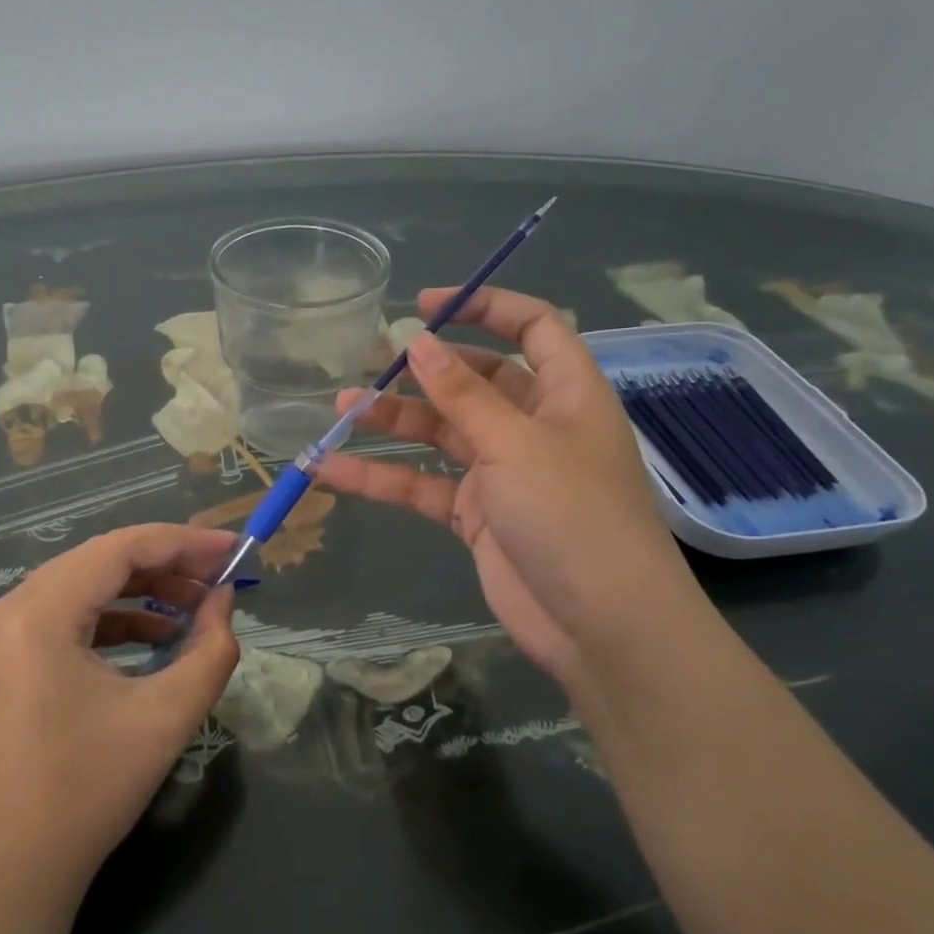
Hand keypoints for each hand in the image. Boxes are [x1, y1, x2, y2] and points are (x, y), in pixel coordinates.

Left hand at [0, 525, 240, 903]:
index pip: (120, 549)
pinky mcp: (7, 652)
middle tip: (221, 575)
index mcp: (38, 614)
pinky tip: (159, 633)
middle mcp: (10, 607)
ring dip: (145, 588)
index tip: (235, 548)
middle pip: (102, 558)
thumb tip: (225, 597)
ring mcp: (2, 629)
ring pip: (87, 581)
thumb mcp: (167, 716)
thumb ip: (210, 647)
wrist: (15, 868)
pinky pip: (69, 611)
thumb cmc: (90, 790)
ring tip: (198, 605)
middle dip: (168, 562)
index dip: (184, 542)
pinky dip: (117, 615)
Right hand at [314, 286, 704, 681]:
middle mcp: (533, 425)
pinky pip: (423, 484)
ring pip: (440, 432)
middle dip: (423, 371)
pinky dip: (382, 476)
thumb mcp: (515, 444)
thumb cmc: (573, 516)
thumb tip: (416, 341)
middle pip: (474, 380)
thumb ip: (462, 393)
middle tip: (369, 362)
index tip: (426, 304)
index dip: (484, 307)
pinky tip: (331, 468)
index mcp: (565, 393)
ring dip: (393, 421)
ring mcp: (502, 472)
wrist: (602, 628)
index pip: (532, 327)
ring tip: (341, 409)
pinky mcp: (476, 515)